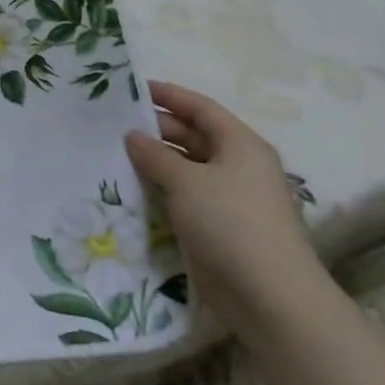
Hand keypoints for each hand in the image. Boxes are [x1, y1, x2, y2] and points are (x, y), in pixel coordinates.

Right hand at [125, 80, 328, 332]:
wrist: (269, 295)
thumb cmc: (230, 223)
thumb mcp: (186, 181)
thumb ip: (155, 155)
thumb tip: (133, 136)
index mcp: (241, 144)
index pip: (201, 108)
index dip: (169, 95)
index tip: (133, 89)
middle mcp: (239, 165)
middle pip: (195, 136)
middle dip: (157, 129)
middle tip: (115, 125)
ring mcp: (232, 197)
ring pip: (189, 168)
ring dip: (157, 162)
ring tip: (116, 156)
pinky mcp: (222, 226)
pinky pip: (187, 196)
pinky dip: (163, 190)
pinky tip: (134, 190)